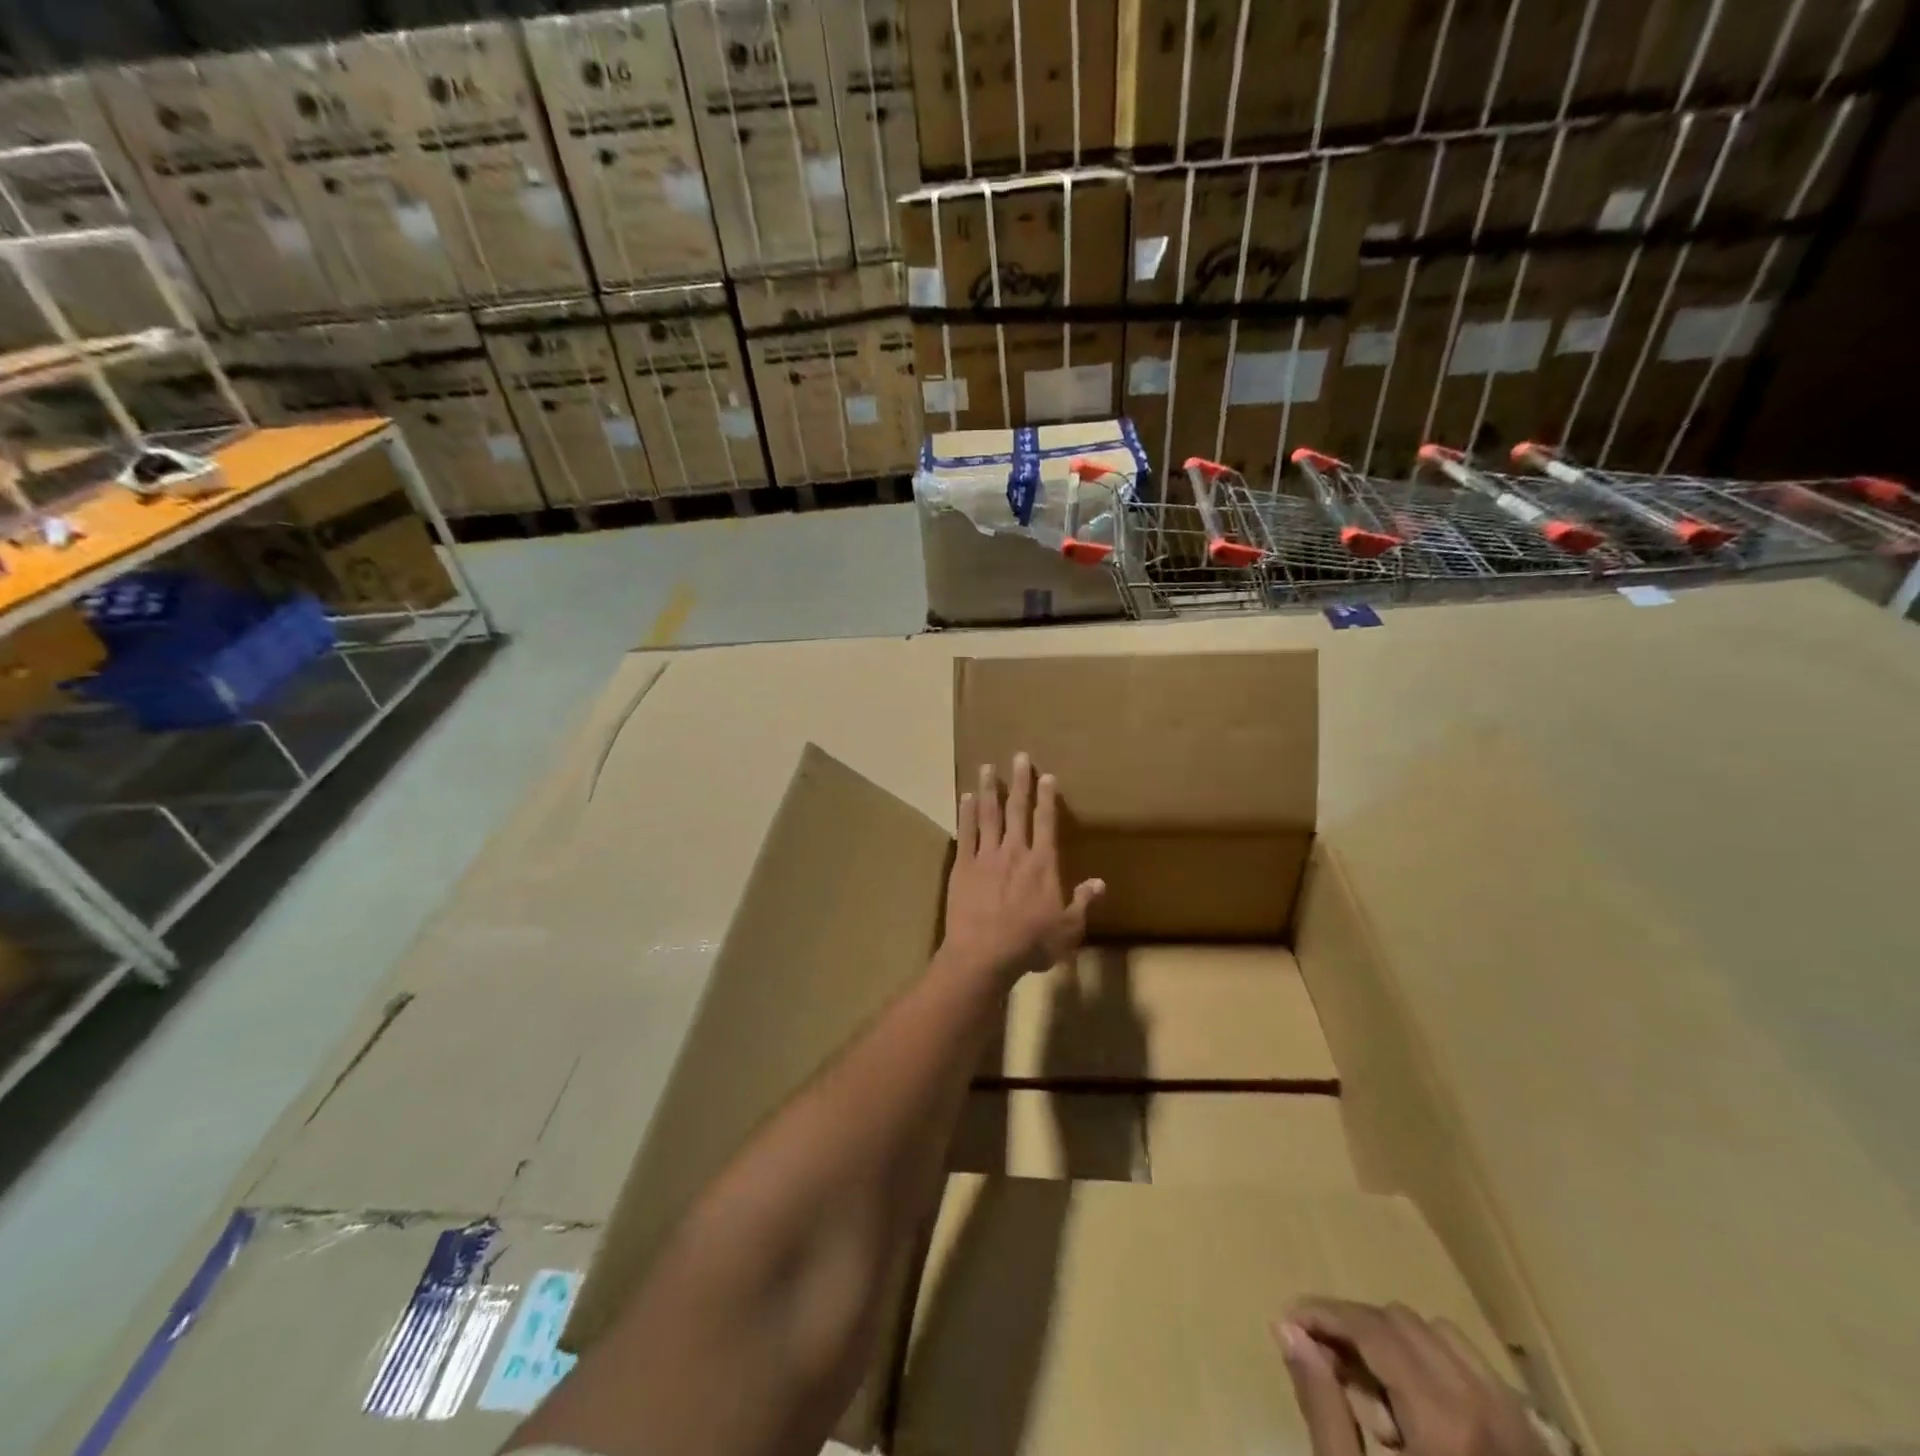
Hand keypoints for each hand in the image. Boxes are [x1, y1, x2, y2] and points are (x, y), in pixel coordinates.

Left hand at [940, 753, 1103, 984]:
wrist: (984, 954)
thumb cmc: (1030, 943)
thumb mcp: (1068, 929)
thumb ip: (1082, 902)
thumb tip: (1100, 882)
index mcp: (1042, 864)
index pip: (1046, 822)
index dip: (1047, 797)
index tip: (1046, 775)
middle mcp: (1015, 851)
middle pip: (1017, 810)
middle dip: (1019, 782)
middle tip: (1018, 757)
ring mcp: (986, 856)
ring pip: (988, 814)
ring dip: (988, 789)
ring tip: (987, 767)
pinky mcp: (963, 866)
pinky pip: (965, 833)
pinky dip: (965, 813)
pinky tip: (965, 797)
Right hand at [1274, 1300, 1552, 1455]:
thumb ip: (1321, 1406)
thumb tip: (1287, 1329)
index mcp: (1447, 1423)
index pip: (1372, 1328)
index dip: (1323, 1314)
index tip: (1286, 1322)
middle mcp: (1490, 1409)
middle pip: (1402, 1322)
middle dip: (1356, 1331)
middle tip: (1324, 1366)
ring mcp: (1523, 1428)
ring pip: (1442, 1337)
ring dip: (1396, 1347)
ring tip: (1373, 1399)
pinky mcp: (1538, 1448)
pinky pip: (1477, 1372)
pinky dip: (1436, 1370)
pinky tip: (1416, 1417)